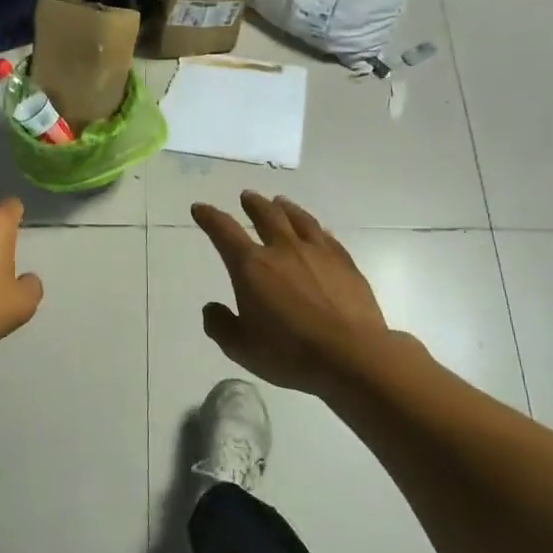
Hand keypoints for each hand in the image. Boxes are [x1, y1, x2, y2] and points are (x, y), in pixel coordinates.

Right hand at [192, 193, 396, 398]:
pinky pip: (326, 236)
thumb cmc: (290, 353)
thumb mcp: (241, 348)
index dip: (209, 217)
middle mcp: (283, 250)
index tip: (200, 208)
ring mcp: (317, 253)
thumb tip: (212, 308)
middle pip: (266, 215)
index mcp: (251, 266)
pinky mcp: (345, 263)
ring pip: (298, 219)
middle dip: (252, 204)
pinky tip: (317, 229)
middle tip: (247, 196)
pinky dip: (314, 228)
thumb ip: (220, 325)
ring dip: (285, 208)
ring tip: (279, 202)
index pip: (224, 231)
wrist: (352, 355)